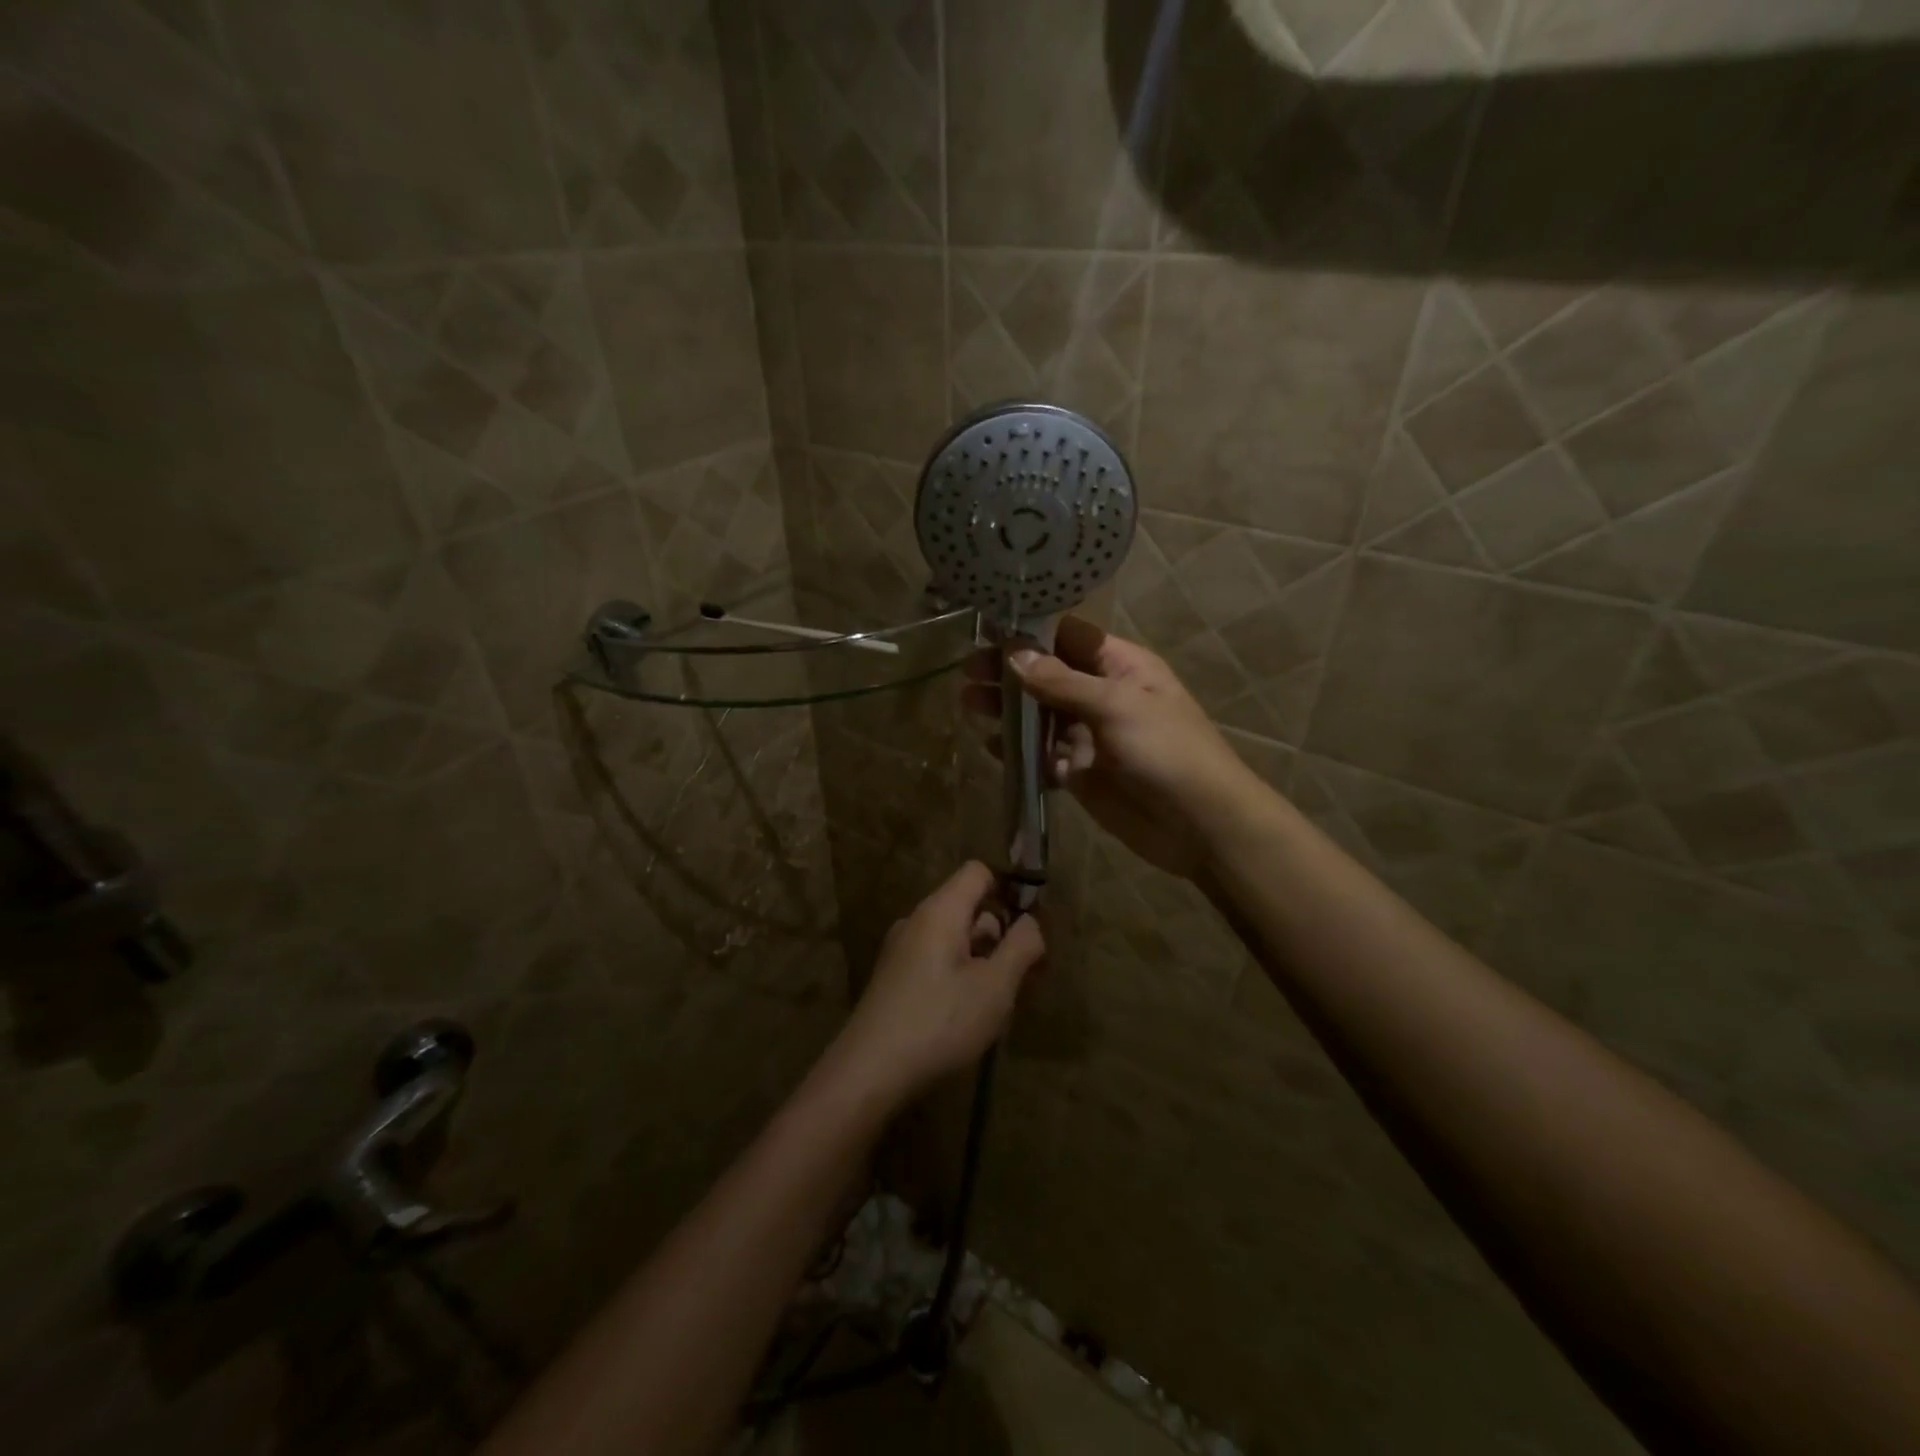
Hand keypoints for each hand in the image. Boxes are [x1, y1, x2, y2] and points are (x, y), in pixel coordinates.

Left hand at [830, 862, 1044, 1101]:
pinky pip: (937, 961)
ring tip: (1002, 1003)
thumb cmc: (940, 1021)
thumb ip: (1021, 947)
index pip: (978, 872)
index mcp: (940, 911)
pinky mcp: (894, 978)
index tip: (1030, 928)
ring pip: (955, 939)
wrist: (870, 1071)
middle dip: (1001, 936)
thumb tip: (1030, 922)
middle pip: (969, 908)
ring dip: (984, 961)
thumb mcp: (995, 986)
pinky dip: (961, 976)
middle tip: (1027, 978)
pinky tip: (970, 1015)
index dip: (1008, 890)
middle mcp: (917, 921)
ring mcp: (902, 950)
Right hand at [964, 616, 1261, 881]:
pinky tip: (989, 744)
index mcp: (1120, 666)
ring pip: (1039, 716)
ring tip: (968, 703)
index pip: (1068, 637)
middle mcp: (1102, 695)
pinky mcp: (1078, 773)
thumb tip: (1014, 655)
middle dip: (1009, 673)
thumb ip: (1062, 682)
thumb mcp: (1116, 705)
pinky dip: (1017, 750)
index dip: (1030, 633)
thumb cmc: (1165, 750)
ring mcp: (1089, 736)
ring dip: (1006, 710)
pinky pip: (1041, 755)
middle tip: (968, 673)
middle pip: (1047, 675)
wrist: (1199, 824)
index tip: (987, 632)